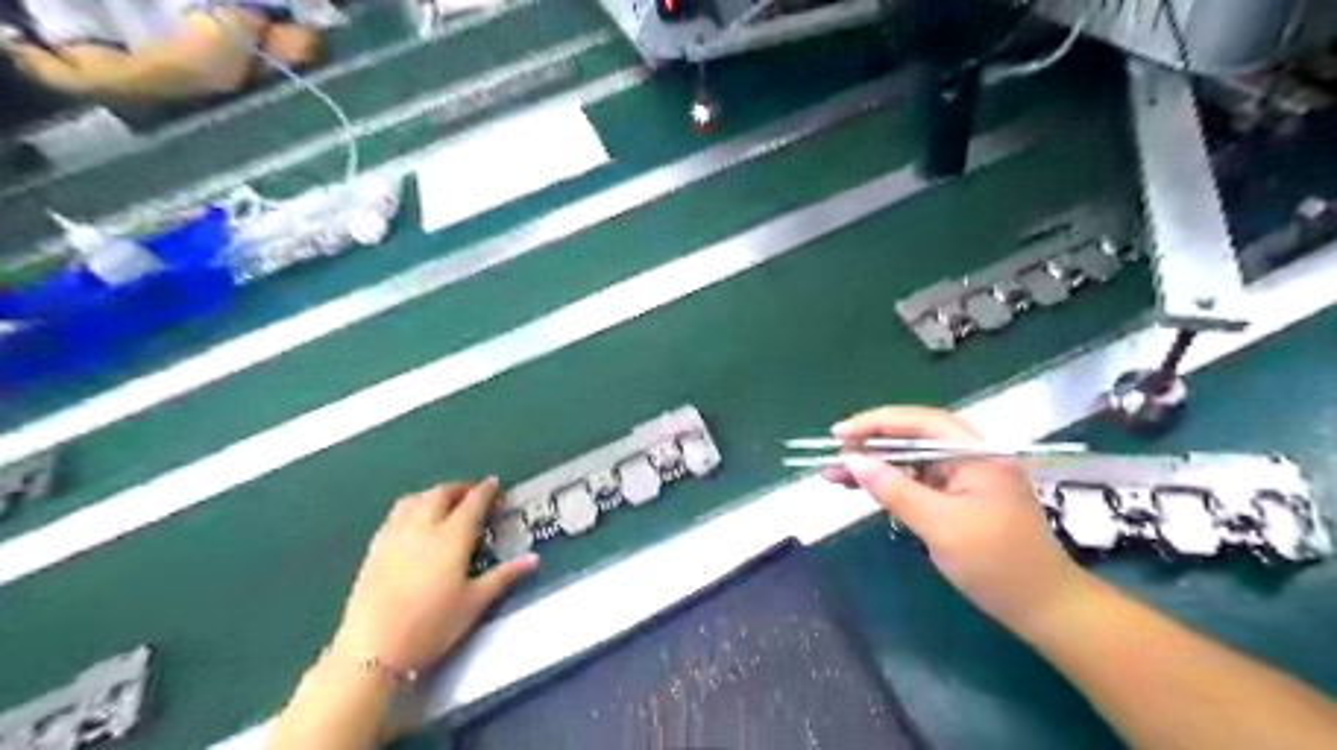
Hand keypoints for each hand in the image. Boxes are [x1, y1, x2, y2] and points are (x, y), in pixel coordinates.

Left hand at [328, 480, 534, 673]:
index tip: (495, 484)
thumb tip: (534, 558)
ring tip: (444, 501)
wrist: (373, 649)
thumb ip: (504, 576)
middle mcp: (424, 527)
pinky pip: (395, 515)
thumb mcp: (475, 603)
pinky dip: (411, 507)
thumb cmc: (432, 625)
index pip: (472, 503)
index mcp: (452, 537)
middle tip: (472, 494)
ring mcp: (395, 536)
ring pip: (415, 500)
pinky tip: (413, 520)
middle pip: (441, 494)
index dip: (485, 491)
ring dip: (433, 494)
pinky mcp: (375, 549)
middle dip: (459, 488)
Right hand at [820, 408, 1090, 636]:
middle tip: (832, 454)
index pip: (921, 422)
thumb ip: (895, 489)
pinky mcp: (957, 498)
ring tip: (833, 474)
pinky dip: (888, 484)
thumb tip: (852, 461)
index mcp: (977, 453)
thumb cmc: (996, 563)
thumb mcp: (940, 525)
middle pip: (912, 438)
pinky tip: (860, 487)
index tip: (840, 434)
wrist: (1042, 607)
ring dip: (874, 466)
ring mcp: (964, 478)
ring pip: (910, 460)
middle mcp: (970, 457)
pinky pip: (916, 481)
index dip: (877, 422)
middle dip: (870, 444)